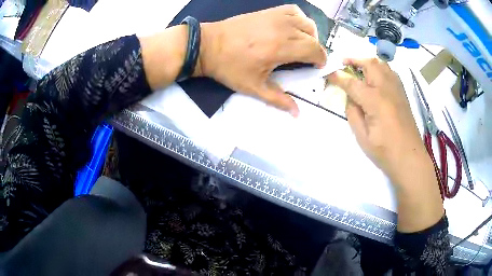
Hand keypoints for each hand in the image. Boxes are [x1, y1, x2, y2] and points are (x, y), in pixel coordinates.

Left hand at [196, 5, 326, 115]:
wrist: (208, 45)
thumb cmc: (229, 67)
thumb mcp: (254, 87)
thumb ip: (278, 99)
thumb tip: (297, 114)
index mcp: (282, 48)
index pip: (314, 50)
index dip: (320, 60)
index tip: (316, 67)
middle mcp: (283, 29)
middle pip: (313, 37)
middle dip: (316, 50)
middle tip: (308, 60)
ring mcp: (276, 17)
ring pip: (307, 22)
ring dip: (310, 34)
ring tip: (302, 44)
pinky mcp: (268, 11)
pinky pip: (293, 11)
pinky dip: (299, 19)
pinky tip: (293, 28)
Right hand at [327, 58, 428, 183]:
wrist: (409, 158)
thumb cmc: (385, 151)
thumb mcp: (362, 137)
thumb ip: (353, 113)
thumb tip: (350, 98)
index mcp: (375, 100)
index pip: (352, 82)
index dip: (338, 77)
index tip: (328, 74)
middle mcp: (387, 89)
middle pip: (370, 64)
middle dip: (355, 60)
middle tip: (344, 64)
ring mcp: (397, 89)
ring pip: (382, 64)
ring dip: (368, 62)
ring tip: (359, 69)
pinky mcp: (403, 94)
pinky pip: (390, 72)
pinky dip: (380, 69)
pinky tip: (376, 79)